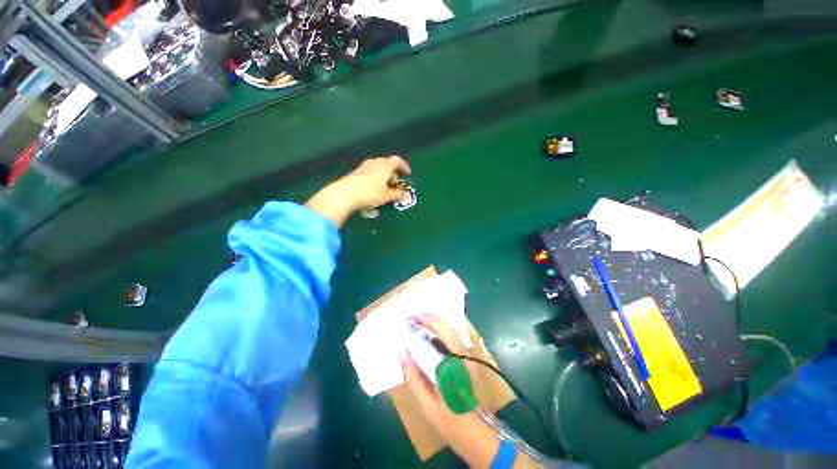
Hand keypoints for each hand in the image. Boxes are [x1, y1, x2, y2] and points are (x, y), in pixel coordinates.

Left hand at [306, 156, 411, 227]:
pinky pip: (369, 172)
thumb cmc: (370, 193)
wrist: (345, 193)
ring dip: (383, 176)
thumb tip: (407, 195)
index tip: (408, 174)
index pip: (397, 161)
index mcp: (385, 166)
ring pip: (378, 168)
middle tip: (395, 184)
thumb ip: (398, 195)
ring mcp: (364, 166)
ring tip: (384, 188)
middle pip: (387, 164)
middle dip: (393, 173)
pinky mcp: (356, 172)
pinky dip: (375, 178)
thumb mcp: (387, 196)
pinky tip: (373, 190)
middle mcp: (375, 162)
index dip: (404, 166)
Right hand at [400, 315, 501, 466]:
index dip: (425, 322)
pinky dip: (442, 332)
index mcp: (454, 365)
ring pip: (453, 330)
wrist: (479, 435)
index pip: (440, 334)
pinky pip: (455, 338)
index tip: (410, 319)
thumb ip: (413, 377)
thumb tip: (402, 352)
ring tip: (420, 323)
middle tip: (413, 318)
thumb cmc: (451, 422)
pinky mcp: (471, 360)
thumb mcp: (427, 404)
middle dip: (430, 318)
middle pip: (448, 327)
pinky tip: (432, 335)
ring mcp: (470, 357)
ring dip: (436, 324)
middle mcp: (465, 356)